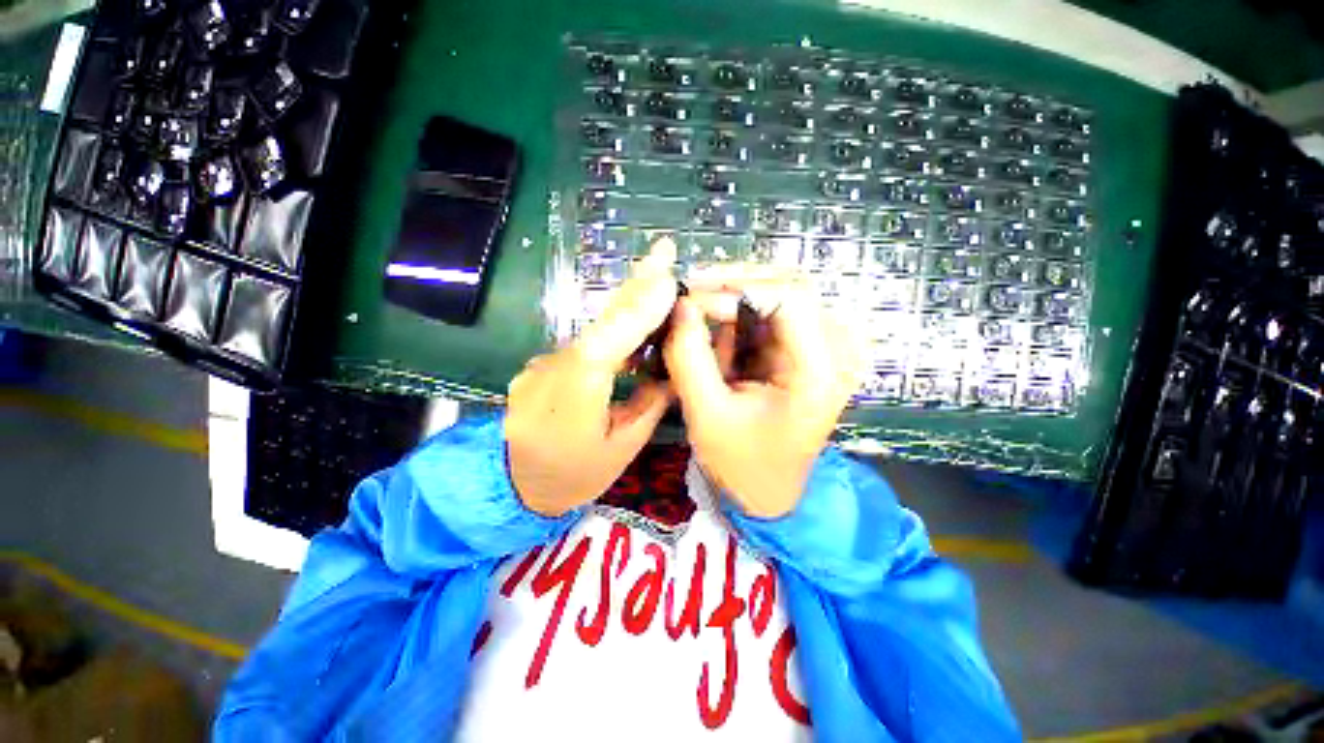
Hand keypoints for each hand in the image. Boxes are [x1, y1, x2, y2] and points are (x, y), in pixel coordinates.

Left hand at [505, 238, 677, 516]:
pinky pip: (584, 340)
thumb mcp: (624, 447)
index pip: (608, 344)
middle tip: (663, 250)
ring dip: (627, 300)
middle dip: (635, 285)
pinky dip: (612, 323)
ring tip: (656, 270)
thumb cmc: (576, 476)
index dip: (638, 309)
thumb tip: (670, 366)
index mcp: (574, 399)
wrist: (514, 487)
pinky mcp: (542, 364)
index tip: (668, 279)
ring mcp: (542, 365)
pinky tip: (633, 309)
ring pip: (593, 328)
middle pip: (599, 323)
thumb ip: (649, 402)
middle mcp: (552, 372)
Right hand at [663, 271, 865, 518]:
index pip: (790, 297)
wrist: (770, 490)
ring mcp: (828, 346)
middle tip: (689, 297)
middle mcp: (837, 350)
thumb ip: (689, 357)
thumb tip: (680, 304)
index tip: (693, 299)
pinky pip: (774, 312)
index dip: (738, 287)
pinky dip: (741, 317)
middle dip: (733, 287)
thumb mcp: (707, 414)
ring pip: (779, 293)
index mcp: (821, 371)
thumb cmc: (742, 462)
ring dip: (735, 301)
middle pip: (788, 285)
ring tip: (701, 323)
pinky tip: (721, 338)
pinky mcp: (811, 348)